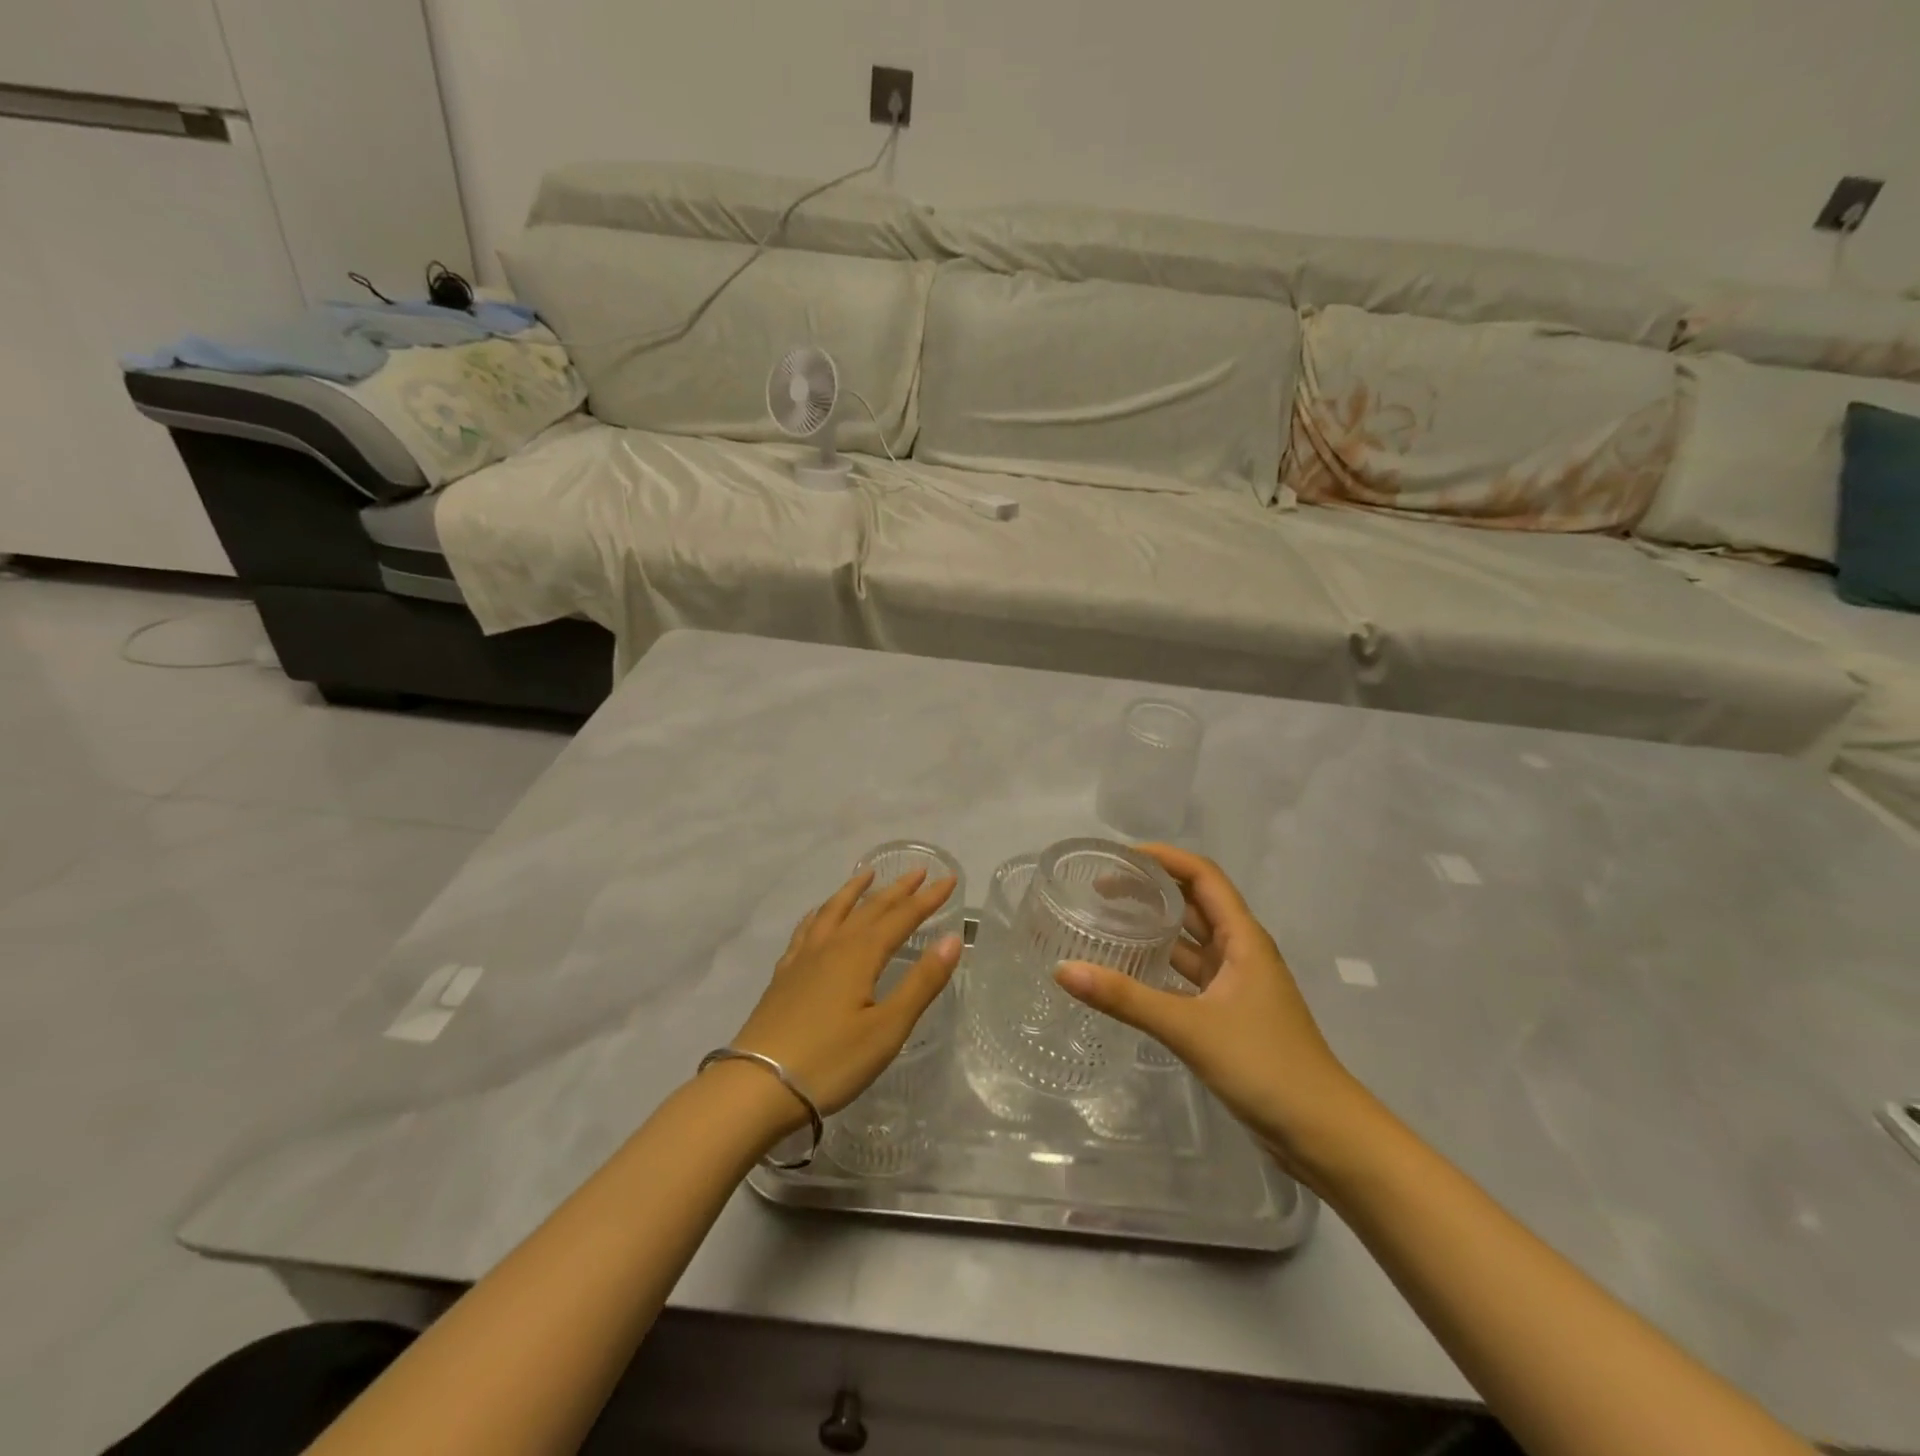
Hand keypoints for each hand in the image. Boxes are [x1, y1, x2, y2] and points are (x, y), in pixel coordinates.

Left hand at [729, 867, 961, 1120]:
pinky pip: (806, 930)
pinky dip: (819, 914)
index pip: (901, 917)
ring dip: (854, 891)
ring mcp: (803, 959)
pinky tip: (818, 916)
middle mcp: (832, 946)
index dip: (927, 898)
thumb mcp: (888, 1028)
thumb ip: (922, 982)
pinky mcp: (784, 976)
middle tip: (918, 870)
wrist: (757, 1086)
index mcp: (860, 955)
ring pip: (833, 911)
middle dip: (897, 889)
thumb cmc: (831, 1061)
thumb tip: (953, 938)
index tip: (949, 878)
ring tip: (867, 874)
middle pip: (869, 909)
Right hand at [1054, 844, 1359, 1174]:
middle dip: (1152, 888)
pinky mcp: (1229, 1014)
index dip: (1164, 858)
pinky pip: (1188, 975)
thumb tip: (1063, 971)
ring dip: (1155, 927)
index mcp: (1243, 938)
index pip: (1202, 876)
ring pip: (1190, 941)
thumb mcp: (1189, 1027)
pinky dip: (1160, 966)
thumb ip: (1126, 998)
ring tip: (1107, 920)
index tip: (1120, 857)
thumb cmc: (1264, 1065)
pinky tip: (1128, 972)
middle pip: (1194, 903)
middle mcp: (1241, 952)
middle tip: (1101, 887)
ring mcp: (1236, 984)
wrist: (1322, 1133)